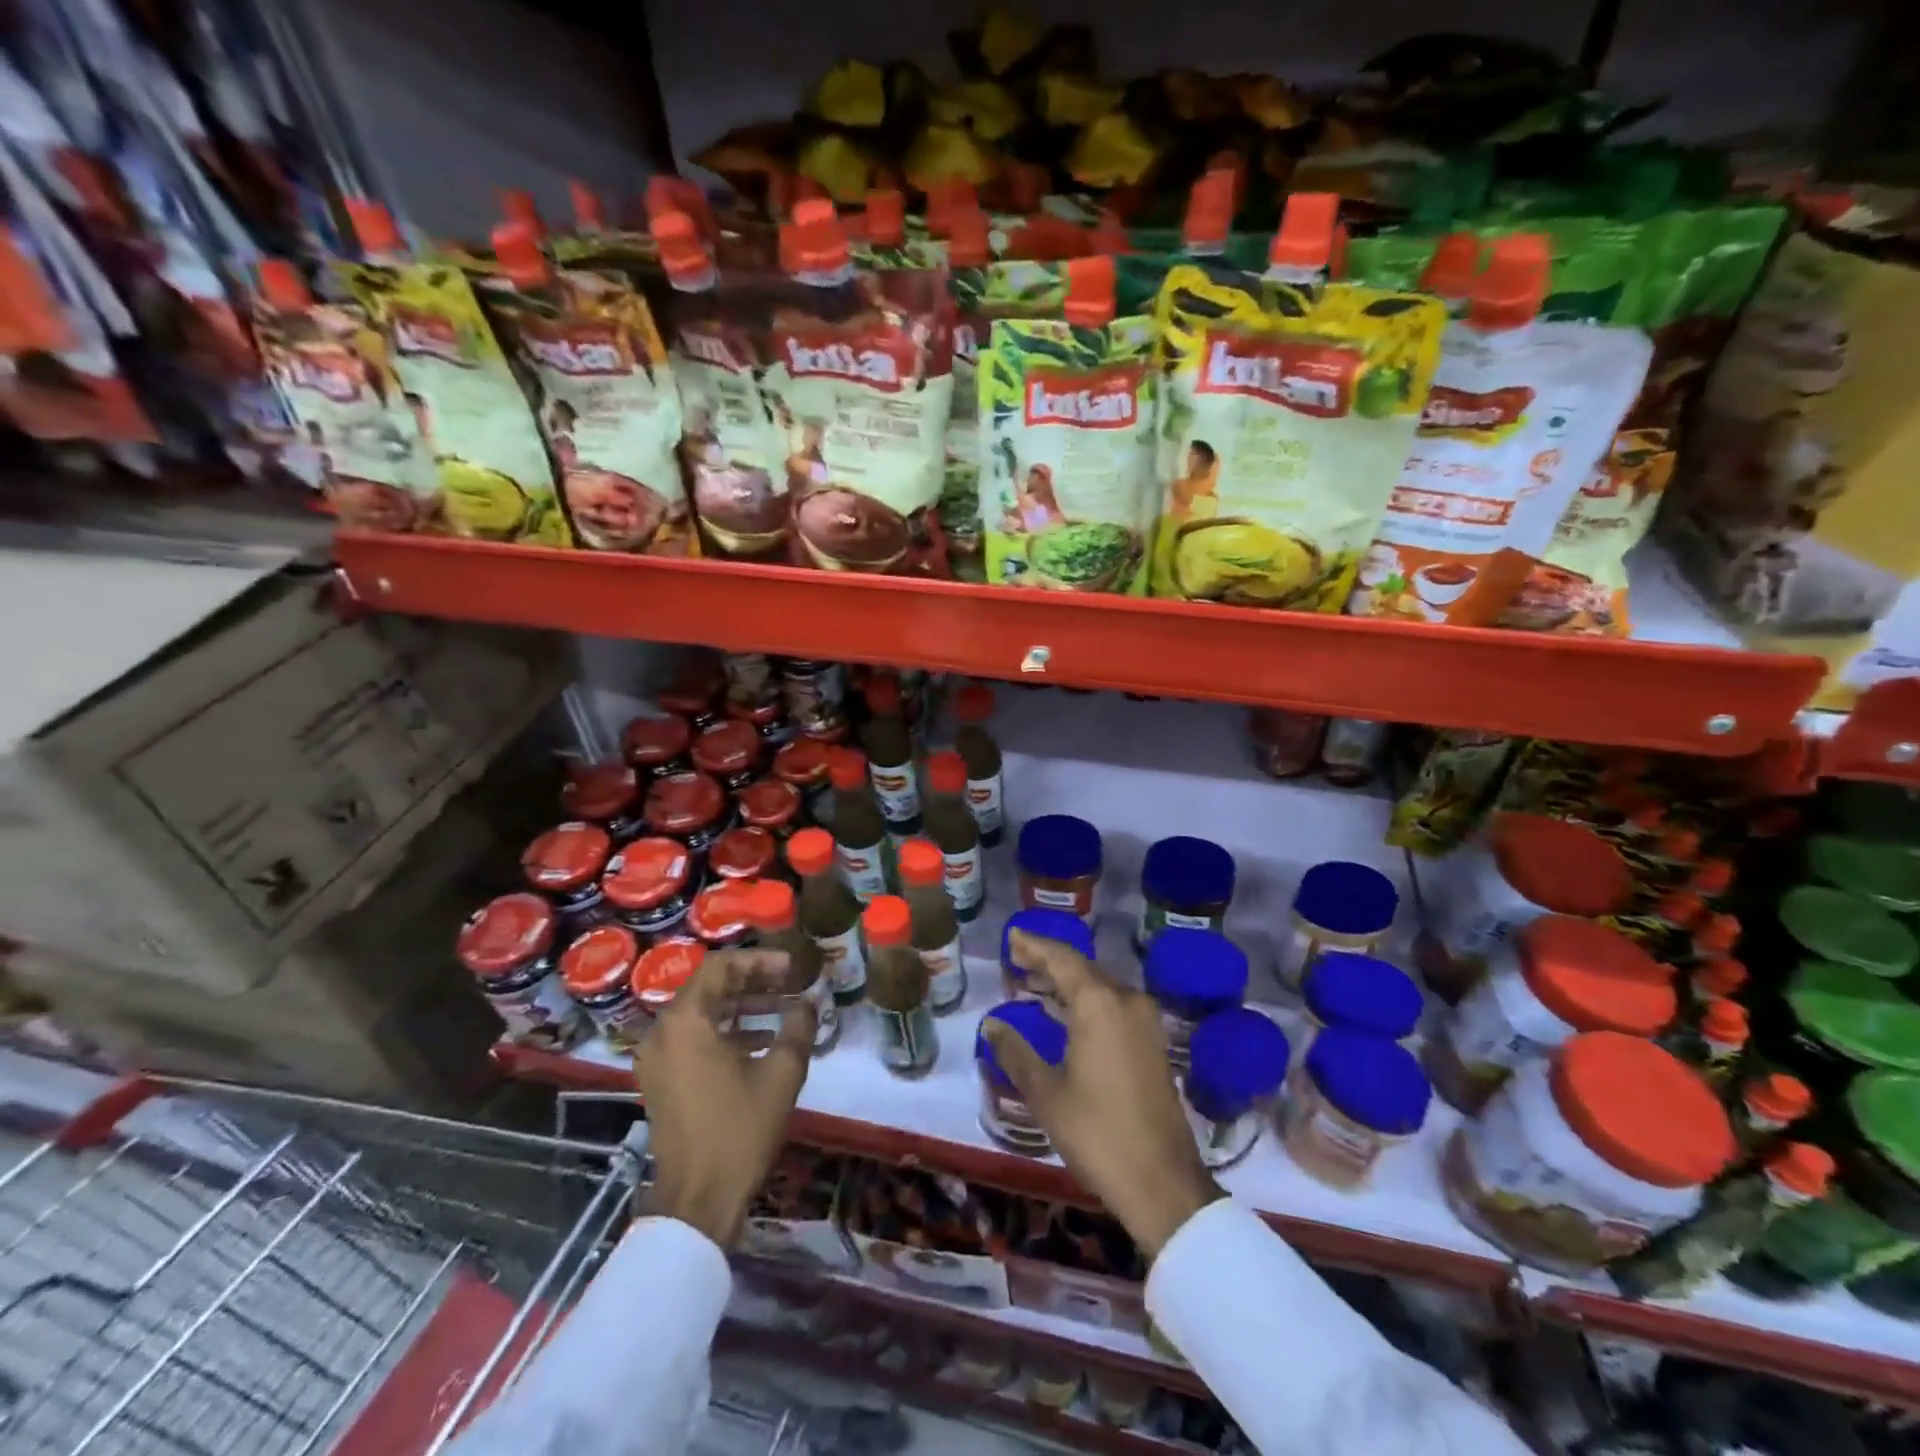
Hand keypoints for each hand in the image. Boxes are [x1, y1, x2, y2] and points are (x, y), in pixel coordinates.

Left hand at [636, 947, 816, 1246]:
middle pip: (710, 987)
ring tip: (783, 1008)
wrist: (698, 1200)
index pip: (721, 966)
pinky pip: (694, 1038)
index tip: (792, 968)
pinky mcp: (662, 1080)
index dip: (760, 961)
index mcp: (686, 1021)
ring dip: (742, 1006)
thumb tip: (807, 1002)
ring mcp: (658, 1058)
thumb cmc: (739, 1130)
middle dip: (753, 981)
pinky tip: (763, 1041)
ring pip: (702, 1013)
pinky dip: (726, 1031)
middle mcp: (663, 1031)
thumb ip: (798, 1026)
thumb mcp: (781, 1073)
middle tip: (791, 983)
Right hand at [983, 930, 1221, 1257]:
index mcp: (1099, 1003)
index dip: (1034, 946)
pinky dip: (1086, 1000)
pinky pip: (1113, 1004)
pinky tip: (1064, 1012)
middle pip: (1082, 968)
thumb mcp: (1046, 1093)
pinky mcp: (1152, 1041)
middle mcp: (1126, 1000)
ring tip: (1033, 981)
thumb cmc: (1097, 1133)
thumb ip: (1015, 1052)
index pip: (1061, 959)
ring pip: (1099, 986)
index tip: (1012, 936)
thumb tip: (991, 1024)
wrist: (1162, 1182)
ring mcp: (1144, 1020)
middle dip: (1048, 961)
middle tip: (1016, 958)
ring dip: (1067, 981)